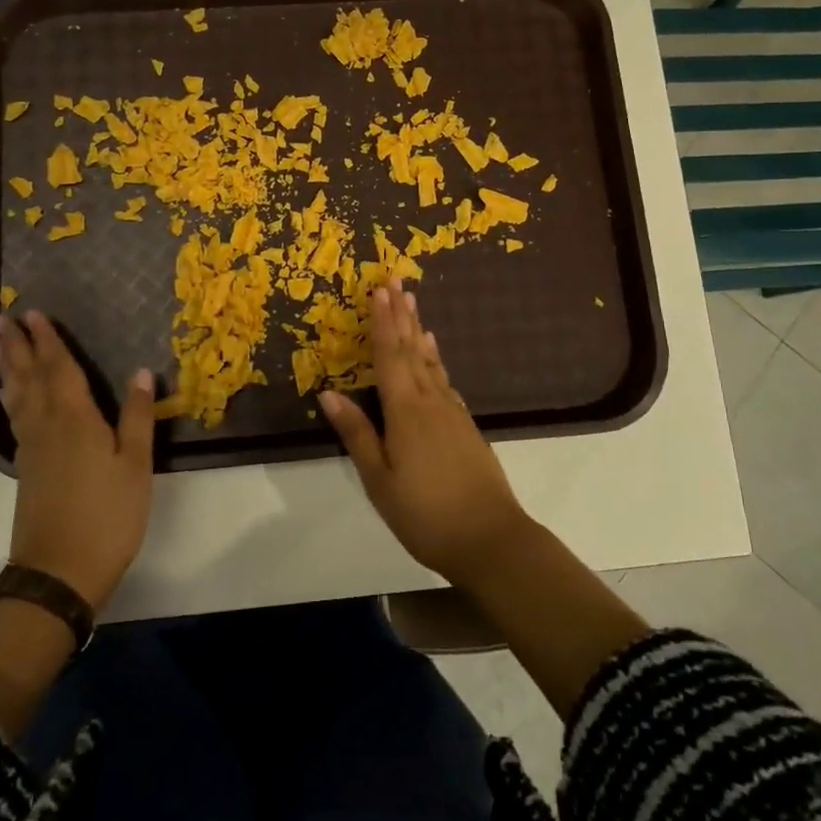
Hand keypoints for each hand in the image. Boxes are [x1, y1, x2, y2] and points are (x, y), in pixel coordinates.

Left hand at [0, 311, 154, 610]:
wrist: (60, 573)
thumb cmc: (108, 516)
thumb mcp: (135, 466)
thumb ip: (137, 417)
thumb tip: (142, 371)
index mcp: (75, 420)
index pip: (60, 369)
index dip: (48, 340)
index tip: (34, 314)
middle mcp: (47, 426)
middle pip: (30, 377)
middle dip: (18, 346)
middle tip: (1, 318)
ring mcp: (32, 449)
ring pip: (17, 397)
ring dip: (7, 368)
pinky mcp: (26, 469)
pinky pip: (15, 419)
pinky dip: (9, 399)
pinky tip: (8, 397)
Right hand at [320, 279, 531, 585]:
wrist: (491, 539)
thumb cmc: (426, 514)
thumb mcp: (380, 480)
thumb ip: (357, 434)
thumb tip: (328, 393)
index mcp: (406, 411)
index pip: (389, 356)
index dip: (382, 322)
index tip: (379, 290)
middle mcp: (431, 401)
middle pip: (412, 350)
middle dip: (401, 315)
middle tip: (396, 281)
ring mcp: (453, 412)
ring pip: (431, 362)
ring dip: (418, 331)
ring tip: (413, 305)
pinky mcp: (466, 426)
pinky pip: (445, 380)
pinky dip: (435, 360)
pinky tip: (433, 355)